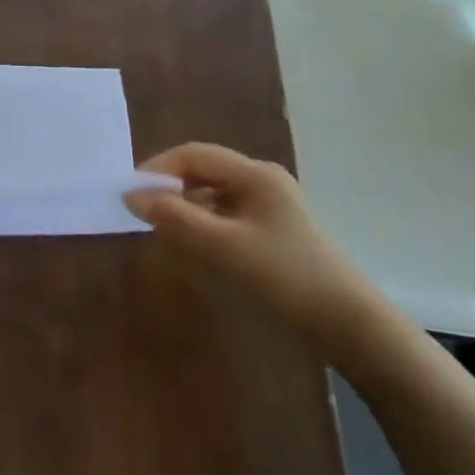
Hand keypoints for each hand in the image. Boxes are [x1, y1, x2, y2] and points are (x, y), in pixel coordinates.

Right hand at [124, 143, 382, 351]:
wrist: (344, 320)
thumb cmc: (283, 275)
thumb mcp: (223, 246)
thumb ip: (175, 218)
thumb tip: (131, 196)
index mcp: (255, 174)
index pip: (193, 154)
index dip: (158, 168)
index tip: (130, 193)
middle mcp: (261, 178)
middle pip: (203, 169)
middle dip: (169, 186)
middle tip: (141, 211)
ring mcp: (268, 201)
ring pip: (212, 190)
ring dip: (184, 204)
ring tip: (162, 228)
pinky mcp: (270, 225)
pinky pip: (224, 210)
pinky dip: (202, 219)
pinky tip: (192, 241)